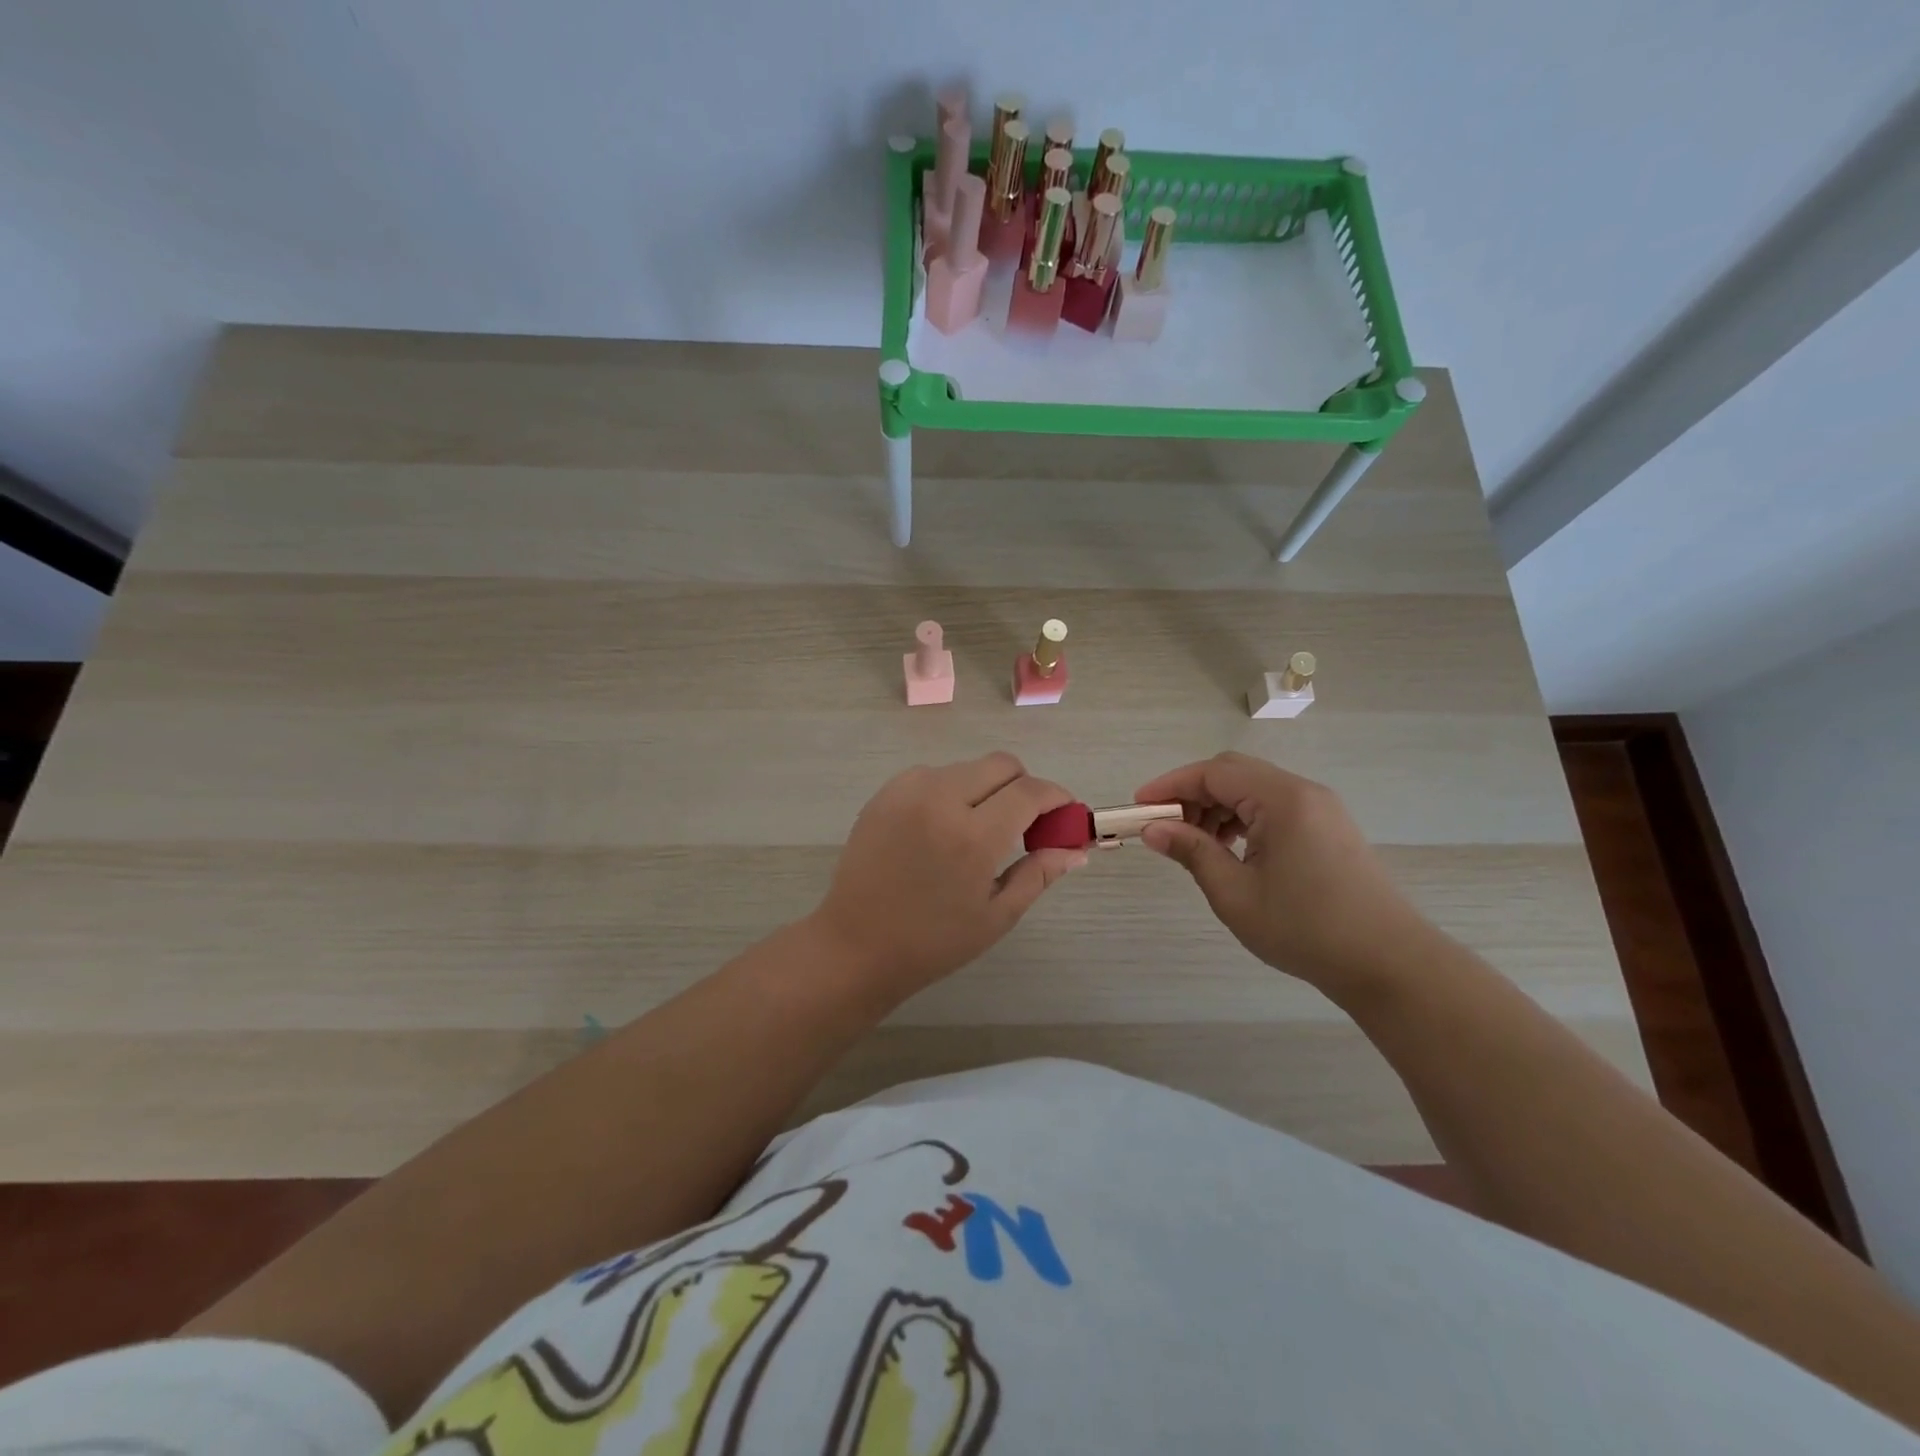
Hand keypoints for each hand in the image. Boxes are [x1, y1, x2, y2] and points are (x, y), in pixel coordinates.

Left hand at [811, 753, 1085, 1005]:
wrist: (855, 945)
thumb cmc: (932, 942)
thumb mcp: (996, 916)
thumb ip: (1039, 874)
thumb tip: (1076, 849)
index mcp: (973, 836)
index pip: (1030, 792)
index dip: (1056, 797)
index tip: (1065, 813)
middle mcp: (940, 799)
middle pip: (1001, 764)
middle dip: (1023, 786)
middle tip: (1025, 824)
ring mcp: (907, 791)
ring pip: (967, 768)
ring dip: (986, 788)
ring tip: (979, 830)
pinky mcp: (885, 793)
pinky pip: (933, 775)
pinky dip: (951, 791)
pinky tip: (944, 828)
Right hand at [1134, 751, 1432, 994]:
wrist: (1389, 964)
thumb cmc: (1305, 929)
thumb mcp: (1235, 893)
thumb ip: (1192, 852)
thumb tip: (1153, 829)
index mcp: (1282, 800)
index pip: (1214, 772)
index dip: (1170, 785)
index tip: (1139, 807)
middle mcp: (1303, 792)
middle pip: (1234, 774)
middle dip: (1192, 795)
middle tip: (1165, 827)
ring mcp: (1321, 809)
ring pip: (1254, 790)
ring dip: (1217, 807)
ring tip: (1196, 845)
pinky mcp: (1329, 828)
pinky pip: (1274, 807)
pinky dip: (1243, 819)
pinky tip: (1232, 851)